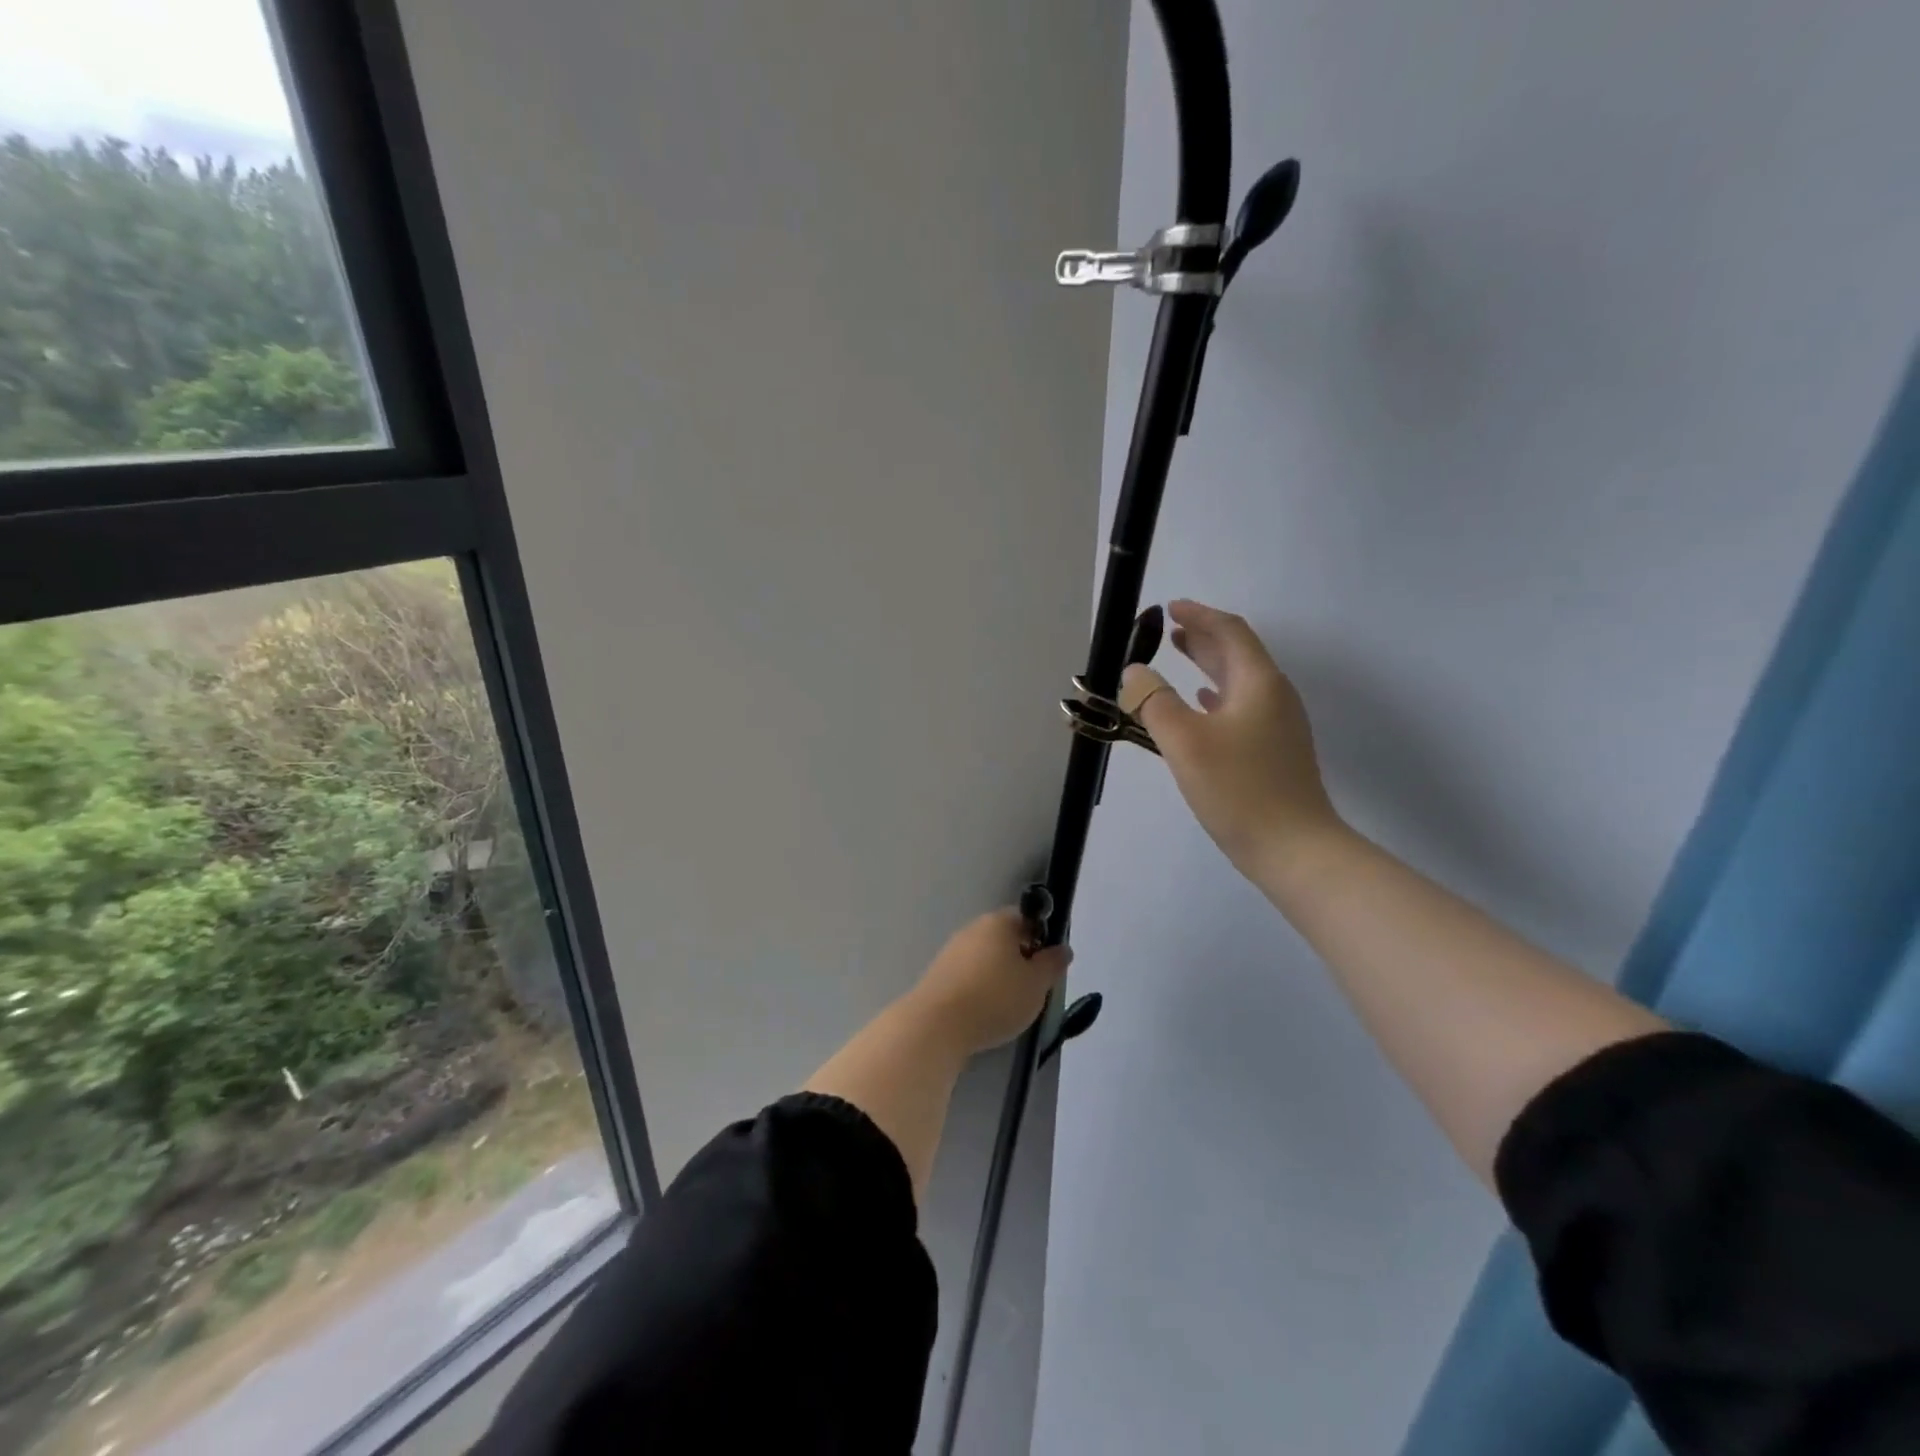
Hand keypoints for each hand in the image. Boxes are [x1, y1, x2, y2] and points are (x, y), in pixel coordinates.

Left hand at [906, 908, 1072, 1057]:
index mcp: (998, 922)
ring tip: (1009, 1005)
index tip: (1048, 964)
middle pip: (1004, 937)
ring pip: (986, 957)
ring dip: (1000, 975)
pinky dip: (980, 988)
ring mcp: (952, 950)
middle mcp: (973, 929)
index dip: (1041, 937)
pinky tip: (984, 1011)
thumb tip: (1063, 948)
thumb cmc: (995, 998)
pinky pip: (968, 975)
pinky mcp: (938, 974)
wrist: (937, 1025)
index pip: (1026, 918)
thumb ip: (1052, 964)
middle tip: (1033, 987)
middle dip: (1021, 958)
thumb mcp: (1036, 984)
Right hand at [1119, 599, 1343, 877]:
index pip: (1230, 632)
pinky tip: (1202, 705)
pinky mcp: (1273, 752)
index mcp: (1259, 683)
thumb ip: (1154, 701)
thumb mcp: (1184, 742)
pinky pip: (1241, 708)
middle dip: (1203, 638)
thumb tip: (1134, 672)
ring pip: (1239, 682)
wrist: (1294, 848)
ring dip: (1209, 665)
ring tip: (1180, 657)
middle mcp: (1274, 696)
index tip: (1170, 608)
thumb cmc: (1238, 789)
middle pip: (1238, 654)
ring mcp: (1278, 726)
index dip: (1199, 616)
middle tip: (1170, 630)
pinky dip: (1217, 696)